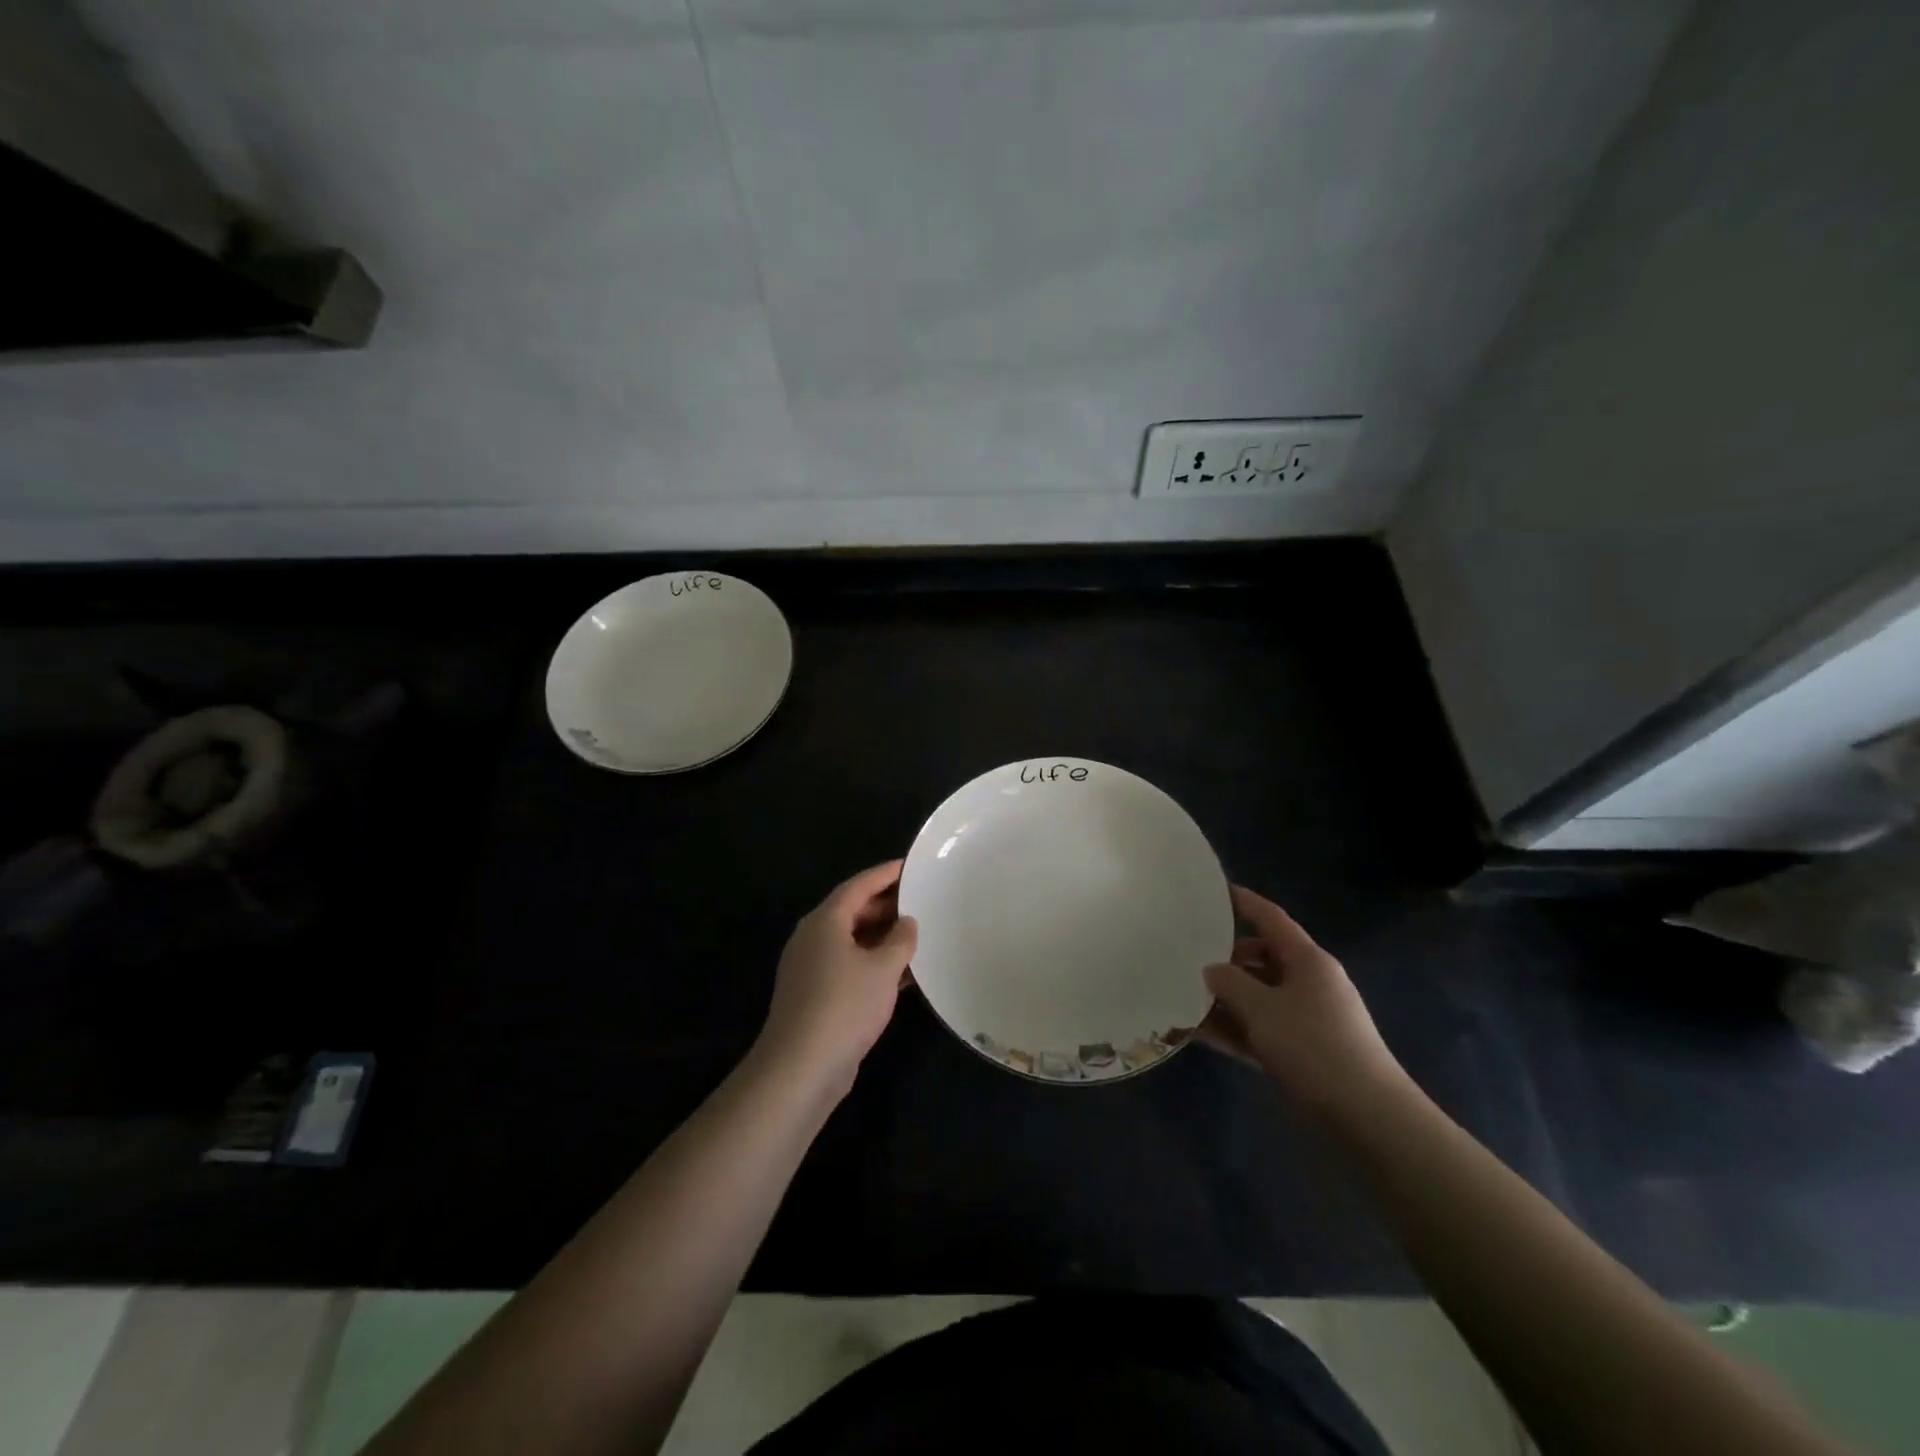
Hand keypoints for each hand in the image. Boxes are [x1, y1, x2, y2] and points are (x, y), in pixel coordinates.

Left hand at [757, 860, 917, 1096]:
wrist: (801, 1068)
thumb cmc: (844, 1006)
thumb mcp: (883, 969)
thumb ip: (901, 940)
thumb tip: (907, 922)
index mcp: (825, 921)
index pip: (858, 885)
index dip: (885, 874)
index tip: (910, 866)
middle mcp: (813, 938)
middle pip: (852, 911)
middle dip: (886, 905)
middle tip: (920, 901)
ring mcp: (811, 968)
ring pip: (852, 941)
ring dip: (882, 937)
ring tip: (918, 934)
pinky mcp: (815, 995)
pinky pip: (849, 966)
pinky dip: (874, 963)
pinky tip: (903, 974)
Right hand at [1200, 885, 1404, 1110]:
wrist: (1365, 1119)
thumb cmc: (1313, 1047)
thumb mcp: (1262, 1008)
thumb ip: (1229, 982)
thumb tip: (1212, 969)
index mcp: (1308, 961)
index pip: (1271, 919)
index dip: (1244, 902)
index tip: (1213, 891)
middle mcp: (1309, 983)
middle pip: (1261, 958)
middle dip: (1225, 959)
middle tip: (1186, 957)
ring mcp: (1306, 1019)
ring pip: (1257, 997)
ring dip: (1224, 998)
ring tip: (1182, 997)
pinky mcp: (1300, 1052)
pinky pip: (1259, 1028)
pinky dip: (1233, 1028)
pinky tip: (1198, 1033)